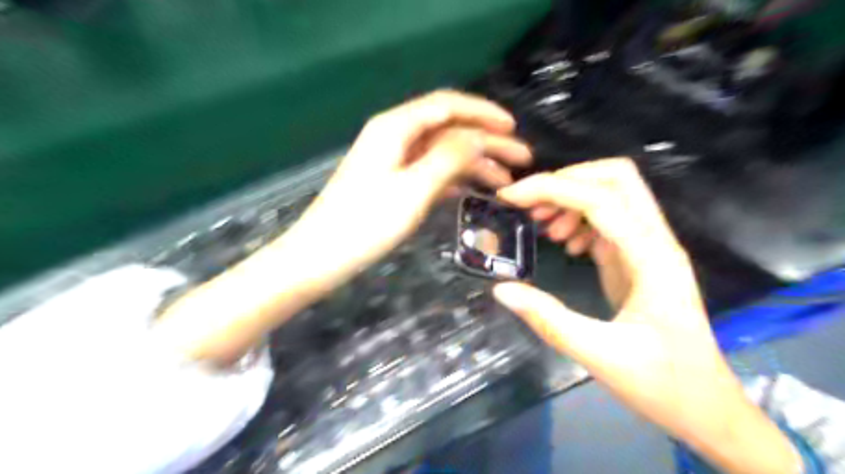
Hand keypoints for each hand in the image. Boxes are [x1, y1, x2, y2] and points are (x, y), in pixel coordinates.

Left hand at [155, 91, 524, 366]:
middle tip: (520, 159)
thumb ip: (448, 158)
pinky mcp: (392, 184)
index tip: (513, 127)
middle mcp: (394, 137)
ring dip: (473, 164)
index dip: (483, 113)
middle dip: (486, 142)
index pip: (447, 106)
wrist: (319, 257)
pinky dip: (454, 180)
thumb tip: (478, 138)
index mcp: (395, 128)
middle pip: (448, 130)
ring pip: (442, 154)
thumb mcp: (412, 189)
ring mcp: (392, 162)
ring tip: (504, 182)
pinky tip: (473, 193)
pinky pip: (430, 173)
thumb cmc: (364, 224)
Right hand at [492, 159, 800, 473]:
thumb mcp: (598, 354)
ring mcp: (649, 247)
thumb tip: (501, 289)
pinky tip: (564, 244)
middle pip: (615, 178)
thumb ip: (547, 319)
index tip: (509, 198)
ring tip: (542, 227)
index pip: (600, 198)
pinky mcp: (639, 258)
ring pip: (612, 193)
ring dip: (571, 199)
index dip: (551, 188)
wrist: (705, 407)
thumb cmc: (661, 383)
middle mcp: (655, 240)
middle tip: (529, 206)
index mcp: (651, 257)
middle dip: (565, 181)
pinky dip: (579, 219)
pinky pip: (608, 220)